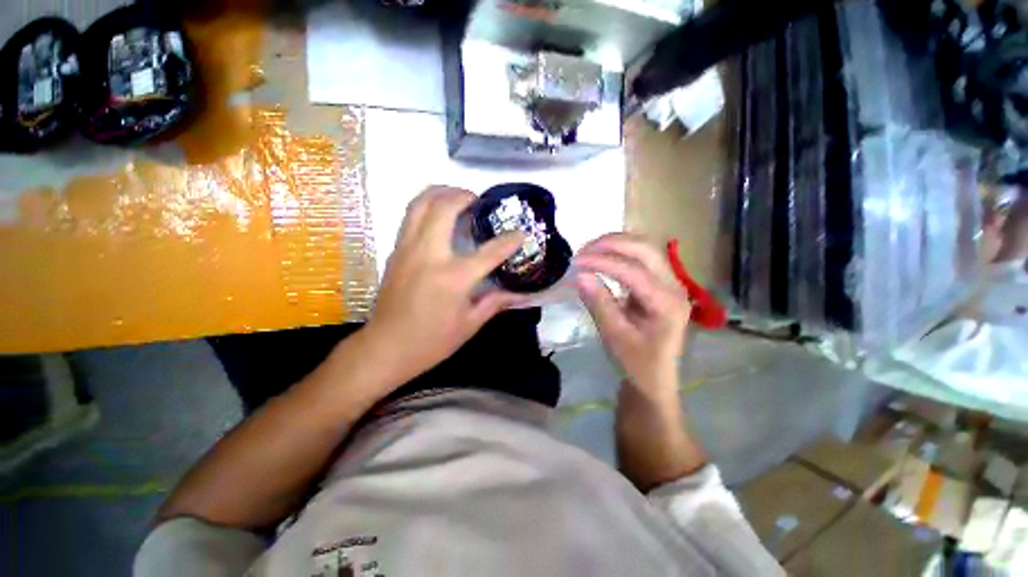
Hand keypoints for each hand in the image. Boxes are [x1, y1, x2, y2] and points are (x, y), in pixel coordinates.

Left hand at [364, 186, 524, 382]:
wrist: (385, 348)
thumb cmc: (431, 342)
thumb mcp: (469, 325)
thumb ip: (494, 302)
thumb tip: (517, 293)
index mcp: (453, 277)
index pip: (489, 251)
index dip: (509, 240)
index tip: (520, 233)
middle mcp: (429, 255)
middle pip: (444, 208)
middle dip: (463, 195)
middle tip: (477, 200)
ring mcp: (407, 249)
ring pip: (419, 204)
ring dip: (440, 192)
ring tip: (456, 196)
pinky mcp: (395, 252)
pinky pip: (410, 217)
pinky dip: (425, 206)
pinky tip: (437, 216)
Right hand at [574, 233, 691, 399]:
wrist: (655, 377)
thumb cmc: (637, 363)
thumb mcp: (614, 337)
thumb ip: (599, 304)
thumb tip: (579, 275)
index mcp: (668, 304)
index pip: (634, 271)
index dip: (603, 262)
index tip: (576, 261)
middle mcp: (675, 287)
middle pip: (646, 249)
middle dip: (612, 244)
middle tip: (582, 251)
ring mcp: (671, 282)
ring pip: (646, 248)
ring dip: (616, 243)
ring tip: (589, 251)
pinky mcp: (661, 283)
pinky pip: (642, 257)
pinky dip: (620, 252)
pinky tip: (602, 257)